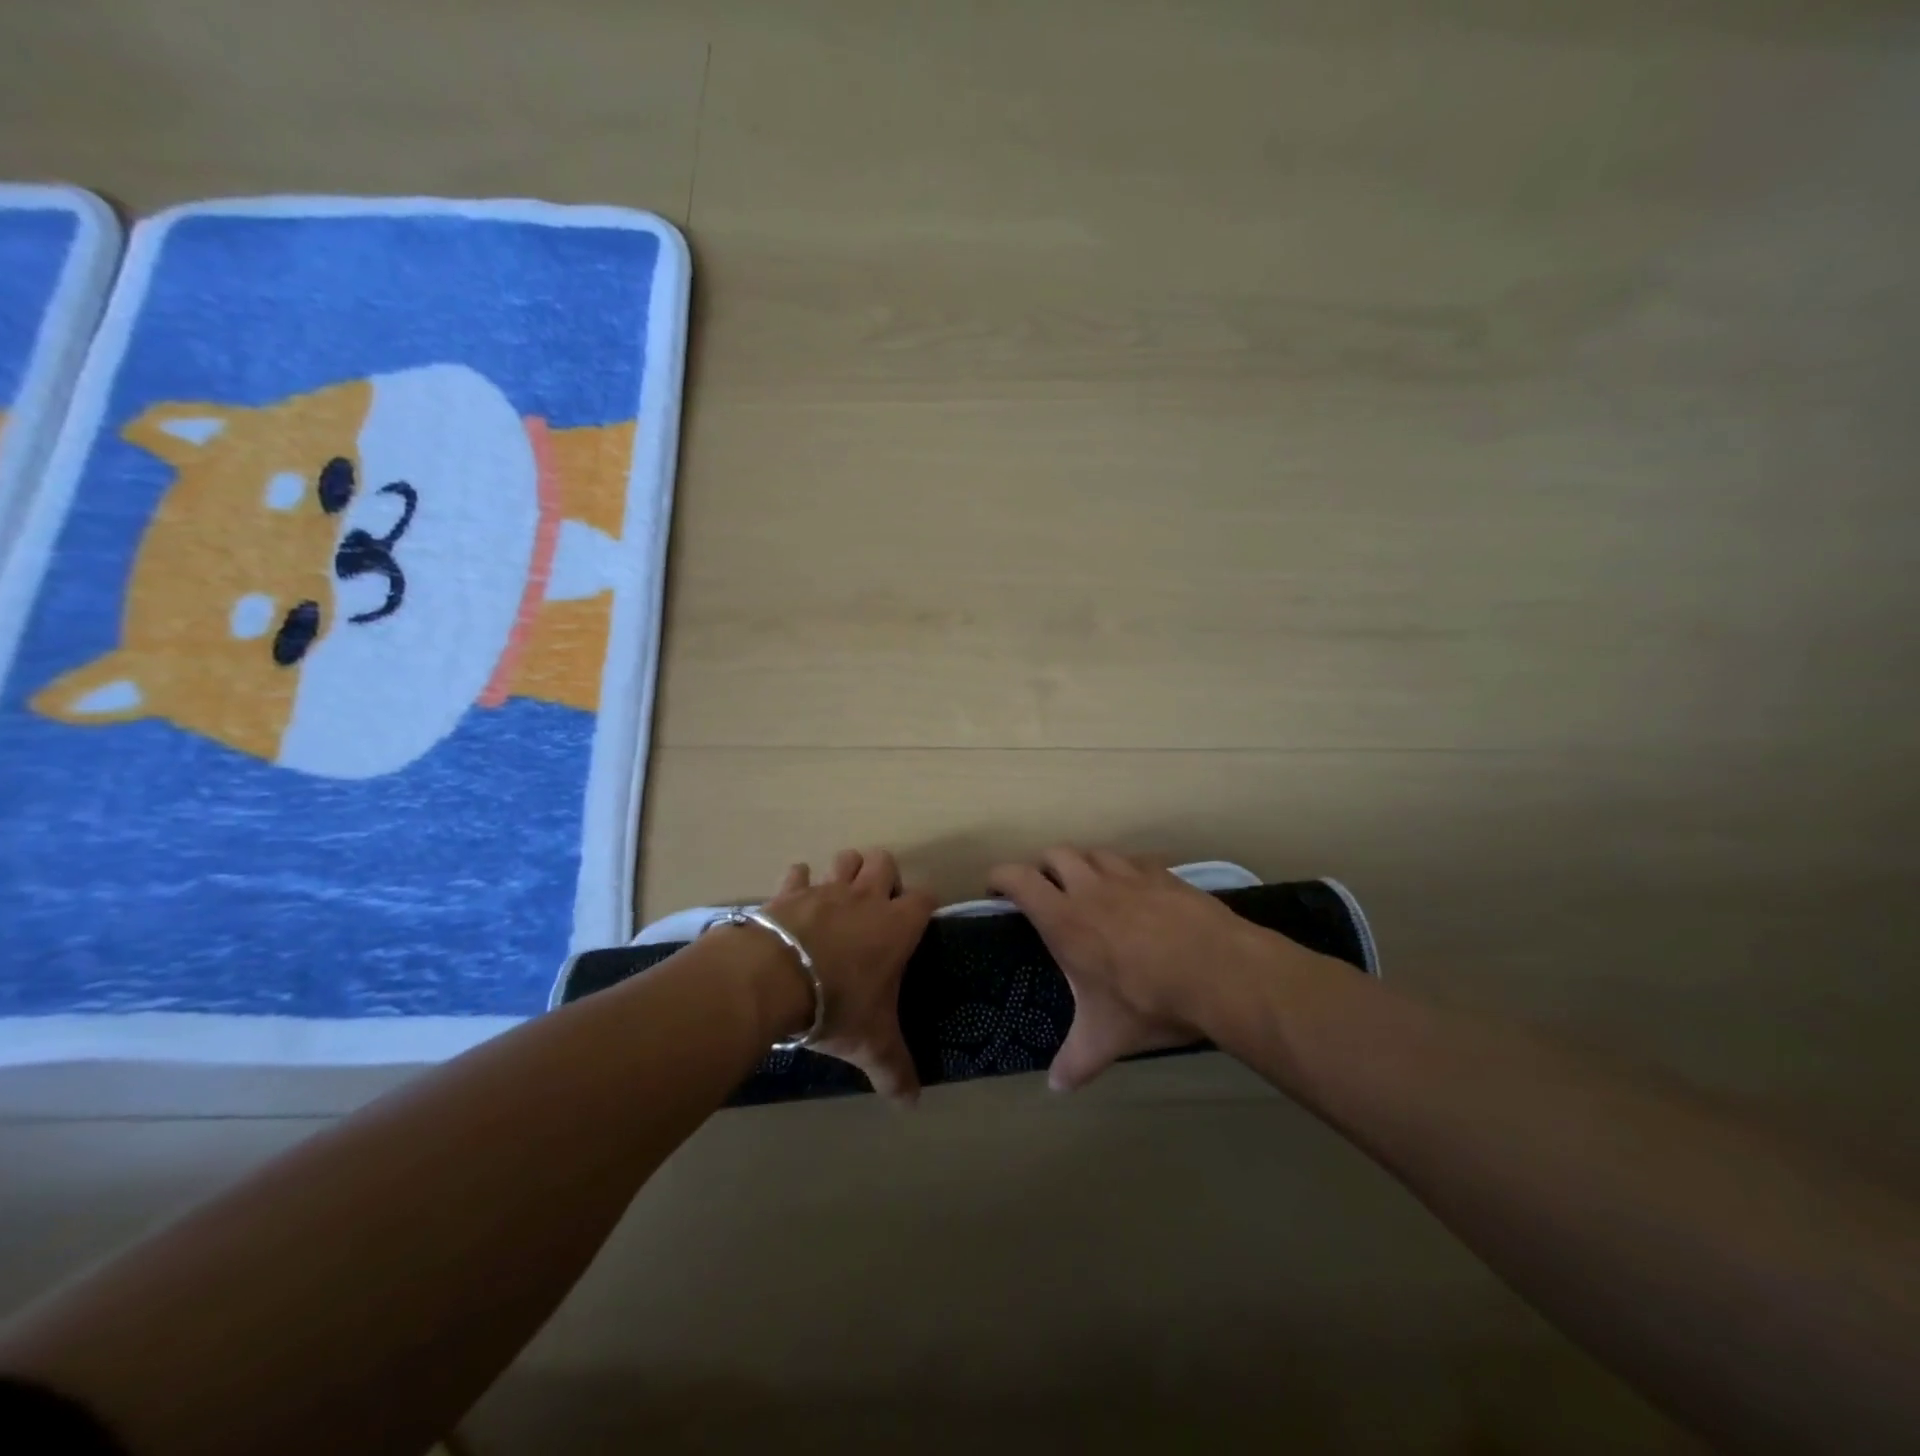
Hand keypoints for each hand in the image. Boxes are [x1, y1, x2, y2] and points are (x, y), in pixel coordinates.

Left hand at [760, 848, 935, 1101]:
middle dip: (883, 877)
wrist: (772, 980)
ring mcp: (826, 889)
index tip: (916, 924)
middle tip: (875, 909)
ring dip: (845, 871)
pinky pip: (797, 872)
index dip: (923, 906)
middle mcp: (866, 898)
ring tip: (839, 899)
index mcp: (896, 926)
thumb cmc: (836, 1005)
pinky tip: (795, 901)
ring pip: (845, 858)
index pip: (925, 897)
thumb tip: (913, 1104)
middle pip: (884, 861)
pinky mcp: (789, 891)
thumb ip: (895, 1070)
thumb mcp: (871, 1044)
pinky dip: (798, 882)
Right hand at [986, 846, 1295, 1090]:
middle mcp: (1091, 888)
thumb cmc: (1150, 1002)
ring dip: (1083, 864)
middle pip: (1055, 854)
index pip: (1019, 879)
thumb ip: (1076, 1061)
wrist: (1220, 972)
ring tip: (1087, 887)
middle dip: (1042, 867)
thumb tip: (1055, 1088)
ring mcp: (1130, 876)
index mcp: (1065, 920)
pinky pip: (1133, 860)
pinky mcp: (1164, 875)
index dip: (1000, 877)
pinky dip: (1123, 869)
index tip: (995, 889)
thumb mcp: (1107, 1038)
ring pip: (1094, 852)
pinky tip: (1134, 891)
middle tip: (1044, 892)